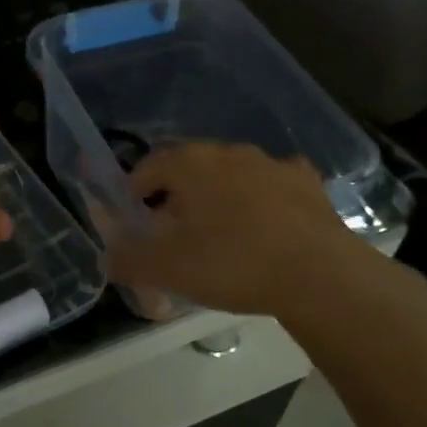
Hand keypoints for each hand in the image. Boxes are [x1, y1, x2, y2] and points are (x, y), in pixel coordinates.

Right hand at [107, 143, 422, 325]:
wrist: (318, 274)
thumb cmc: (231, 262)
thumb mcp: (167, 269)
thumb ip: (129, 260)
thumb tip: (107, 257)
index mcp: (190, 163)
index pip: (149, 166)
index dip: (135, 191)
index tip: (134, 217)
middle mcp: (229, 152)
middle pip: (190, 168)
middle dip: (176, 195)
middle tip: (172, 232)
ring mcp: (273, 164)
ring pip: (231, 176)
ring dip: (218, 197)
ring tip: (218, 235)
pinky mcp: (308, 184)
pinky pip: (271, 187)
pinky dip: (260, 202)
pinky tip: (263, 229)